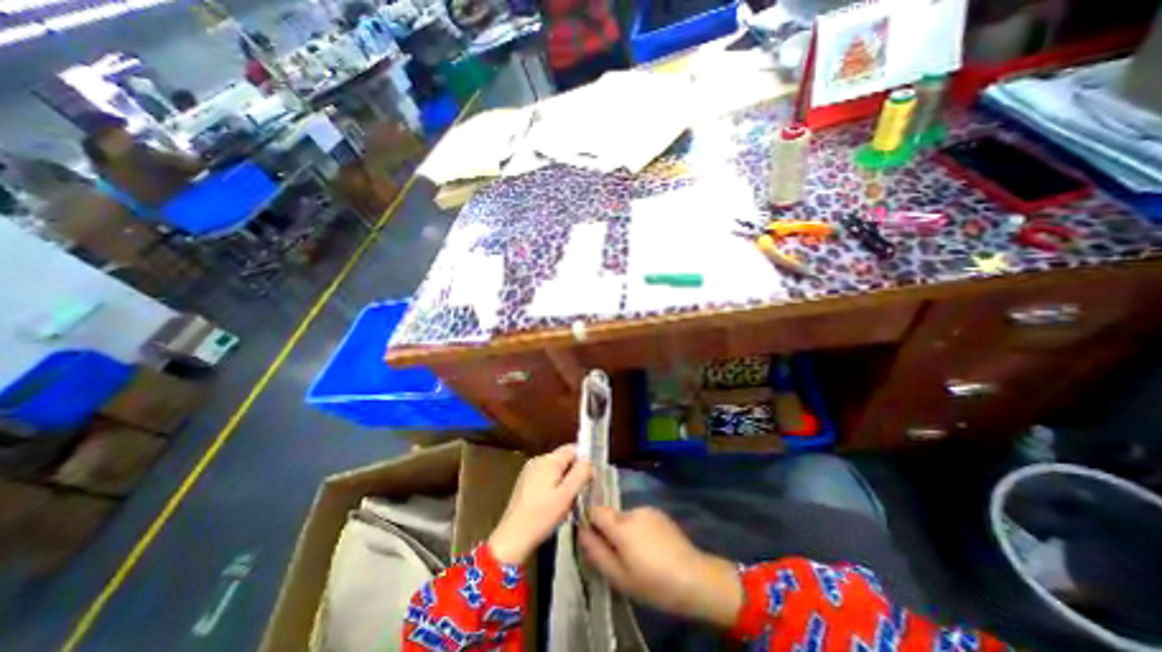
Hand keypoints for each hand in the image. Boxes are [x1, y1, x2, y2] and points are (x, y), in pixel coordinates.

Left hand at [487, 444, 589, 565]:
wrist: (512, 538)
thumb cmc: (542, 515)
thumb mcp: (567, 495)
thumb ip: (580, 473)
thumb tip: (588, 461)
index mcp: (549, 460)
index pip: (572, 449)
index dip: (584, 461)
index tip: (590, 479)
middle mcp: (538, 460)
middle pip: (563, 459)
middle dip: (574, 473)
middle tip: (580, 494)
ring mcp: (529, 471)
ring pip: (555, 470)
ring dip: (564, 482)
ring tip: (568, 503)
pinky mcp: (524, 483)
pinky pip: (545, 478)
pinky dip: (554, 487)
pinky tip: (554, 505)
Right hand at [577, 504, 739, 625]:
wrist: (694, 578)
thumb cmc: (653, 582)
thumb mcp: (619, 576)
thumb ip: (596, 552)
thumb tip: (581, 531)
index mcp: (620, 524)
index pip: (595, 510)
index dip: (590, 522)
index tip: (595, 541)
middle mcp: (632, 510)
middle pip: (611, 516)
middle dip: (610, 532)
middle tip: (620, 557)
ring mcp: (648, 510)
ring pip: (626, 518)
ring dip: (626, 532)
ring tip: (639, 556)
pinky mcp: (660, 514)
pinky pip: (641, 519)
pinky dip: (640, 531)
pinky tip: (652, 549)